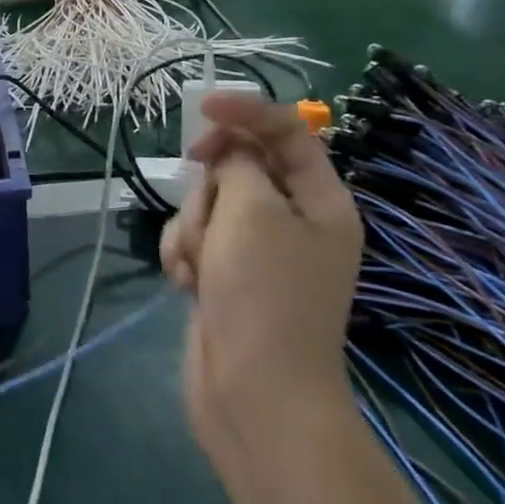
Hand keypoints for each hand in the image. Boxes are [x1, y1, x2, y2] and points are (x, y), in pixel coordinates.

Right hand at [163, 94, 362, 463]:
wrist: (255, 395)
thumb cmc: (264, 294)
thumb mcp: (253, 212)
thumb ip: (238, 163)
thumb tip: (230, 151)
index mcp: (320, 202)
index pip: (287, 132)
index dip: (246, 111)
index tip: (202, 108)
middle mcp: (293, 221)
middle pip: (238, 166)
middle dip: (211, 187)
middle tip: (211, 216)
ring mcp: (256, 251)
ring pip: (207, 202)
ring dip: (193, 227)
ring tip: (199, 266)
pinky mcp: (224, 274)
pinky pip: (194, 238)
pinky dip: (184, 254)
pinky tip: (187, 283)